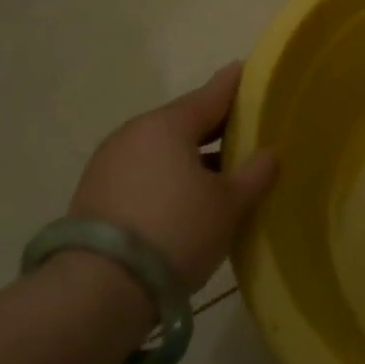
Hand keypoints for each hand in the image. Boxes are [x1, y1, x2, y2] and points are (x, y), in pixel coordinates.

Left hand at [69, 62, 276, 291]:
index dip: (237, 84)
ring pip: (163, 148)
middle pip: (185, 121)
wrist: (97, 292)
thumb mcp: (229, 204)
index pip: (212, 93)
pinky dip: (167, 176)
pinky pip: (144, 172)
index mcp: (168, 124)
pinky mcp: (94, 194)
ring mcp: (109, 163)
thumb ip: (255, 173)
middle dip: (216, 126)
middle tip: (248, 130)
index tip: (251, 71)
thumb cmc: (176, 232)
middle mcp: (135, 133)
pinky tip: (186, 198)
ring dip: (191, 155)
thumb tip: (269, 152)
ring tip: (222, 171)